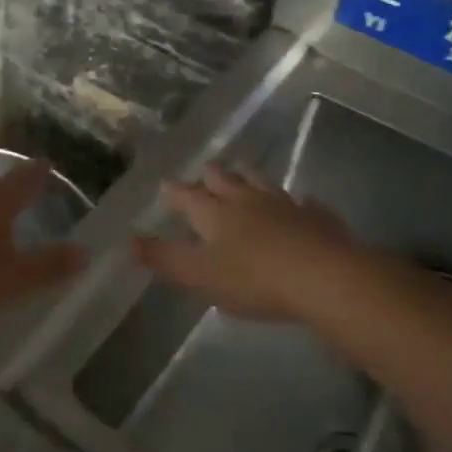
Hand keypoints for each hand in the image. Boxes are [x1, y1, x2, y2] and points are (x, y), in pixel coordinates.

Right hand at [132, 164, 403, 323]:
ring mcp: (284, 204)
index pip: (186, 196)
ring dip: (249, 177)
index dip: (174, 192)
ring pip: (261, 182)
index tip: (165, 184)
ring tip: (244, 173)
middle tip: (205, 172)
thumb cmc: (253, 279)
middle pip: (224, 179)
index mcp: (214, 213)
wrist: (323, 277)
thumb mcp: (199, 275)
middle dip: (211, 175)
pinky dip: (299, 202)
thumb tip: (128, 240)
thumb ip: (164, 258)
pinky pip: (304, 203)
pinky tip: (303, 202)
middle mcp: (246, 200)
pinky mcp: (317, 218)